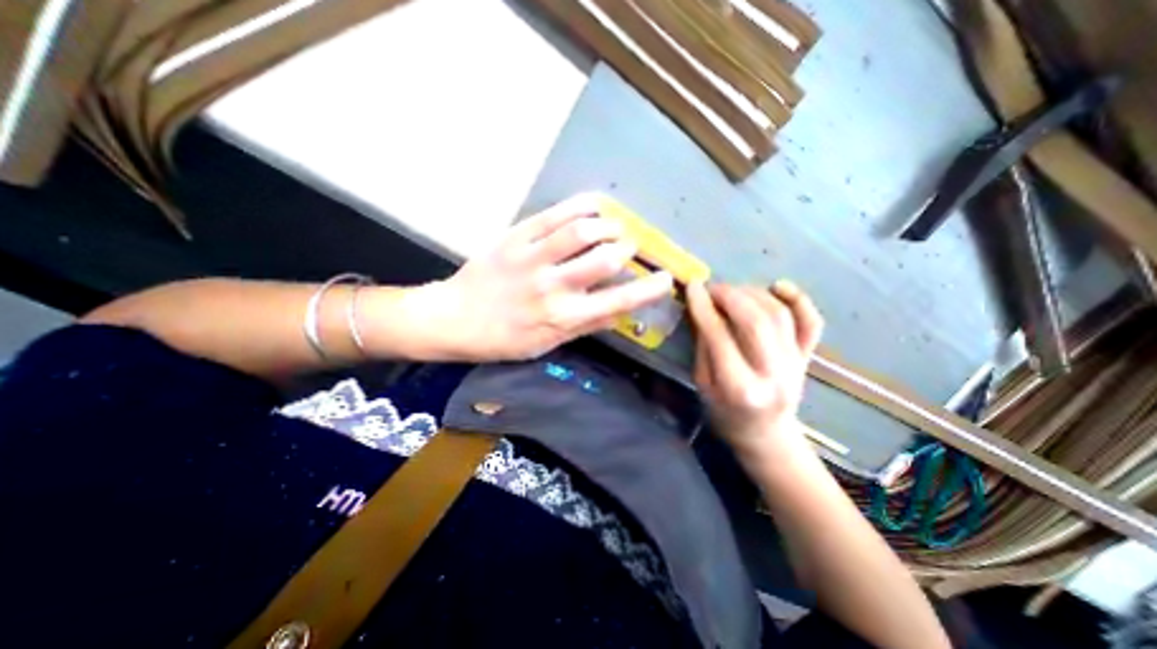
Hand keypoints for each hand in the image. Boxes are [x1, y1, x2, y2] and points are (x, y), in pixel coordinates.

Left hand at [410, 196, 673, 361]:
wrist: (455, 319)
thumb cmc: (504, 339)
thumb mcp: (548, 344)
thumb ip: (586, 326)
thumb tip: (620, 314)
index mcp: (562, 317)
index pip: (617, 301)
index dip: (648, 289)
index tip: (666, 279)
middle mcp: (553, 287)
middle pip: (605, 259)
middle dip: (627, 249)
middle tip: (629, 248)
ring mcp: (532, 258)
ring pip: (582, 231)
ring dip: (608, 226)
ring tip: (613, 227)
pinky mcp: (515, 238)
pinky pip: (553, 215)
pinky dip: (581, 206)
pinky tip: (595, 206)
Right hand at [684, 281, 822, 457]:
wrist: (765, 433)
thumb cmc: (724, 412)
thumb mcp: (702, 384)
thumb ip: (704, 346)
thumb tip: (703, 308)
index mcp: (740, 388)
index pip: (719, 337)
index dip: (703, 307)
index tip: (692, 286)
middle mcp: (773, 374)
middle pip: (755, 321)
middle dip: (729, 296)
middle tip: (711, 288)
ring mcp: (796, 364)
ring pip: (779, 315)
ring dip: (752, 293)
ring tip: (732, 290)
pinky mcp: (808, 357)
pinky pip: (811, 321)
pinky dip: (798, 298)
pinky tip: (777, 286)